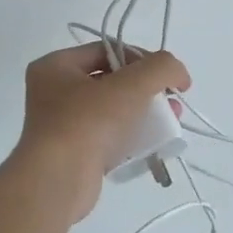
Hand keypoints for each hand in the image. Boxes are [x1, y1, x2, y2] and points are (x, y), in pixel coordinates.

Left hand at [15, 43, 191, 218]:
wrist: (58, 182)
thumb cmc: (89, 122)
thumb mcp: (132, 84)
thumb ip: (162, 68)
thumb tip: (179, 74)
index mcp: (56, 66)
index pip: (107, 50)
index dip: (141, 58)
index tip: (167, 76)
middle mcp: (53, 92)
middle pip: (111, 80)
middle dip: (147, 88)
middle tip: (172, 101)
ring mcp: (61, 125)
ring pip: (112, 110)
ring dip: (144, 112)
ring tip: (170, 122)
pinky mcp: (73, 154)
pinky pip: (109, 137)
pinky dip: (132, 137)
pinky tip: (153, 143)